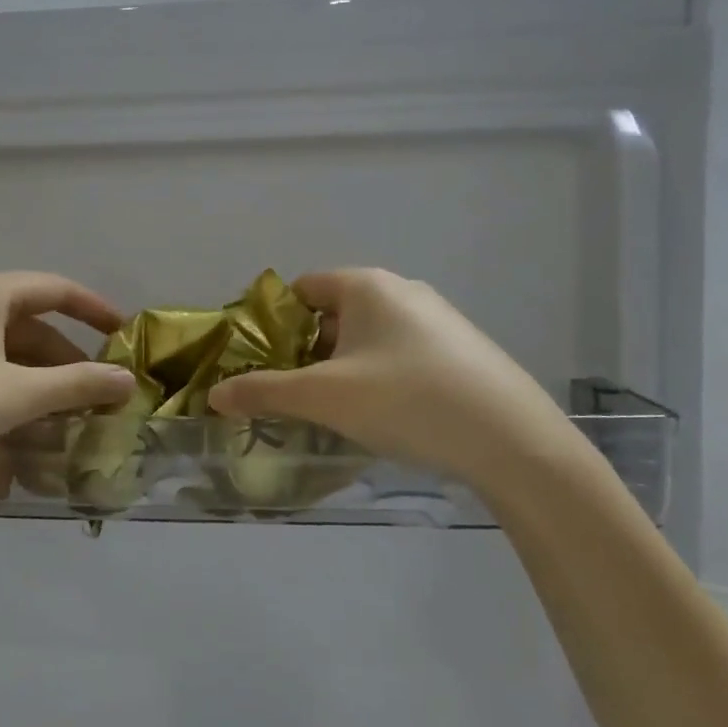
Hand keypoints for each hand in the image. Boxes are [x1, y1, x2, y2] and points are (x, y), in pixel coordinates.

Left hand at [0, 273, 134, 535]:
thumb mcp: (16, 396)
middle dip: (68, 361)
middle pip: (32, 327)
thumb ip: (76, 385)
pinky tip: (20, 430)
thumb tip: (128, 379)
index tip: (124, 335)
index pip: (55, 289)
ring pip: (6, 356)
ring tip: (65, 420)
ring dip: (40, 384)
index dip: (94, 309)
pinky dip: (9, 396)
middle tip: (98, 395)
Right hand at [205, 269, 575, 490]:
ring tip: (330, 410)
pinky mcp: (460, 351)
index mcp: (367, 286)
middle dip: (305, 350)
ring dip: (340, 367)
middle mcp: (402, 290)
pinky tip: (382, 416)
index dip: (272, 322)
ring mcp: (437, 320)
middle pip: (333, 313)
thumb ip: (265, 392)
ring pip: (367, 337)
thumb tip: (215, 394)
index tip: (257, 361)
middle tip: (288, 392)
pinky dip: (377, 376)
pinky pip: (400, 354)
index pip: (302, 288)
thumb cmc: (407, 401)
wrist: (512, 440)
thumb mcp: (325, 398)